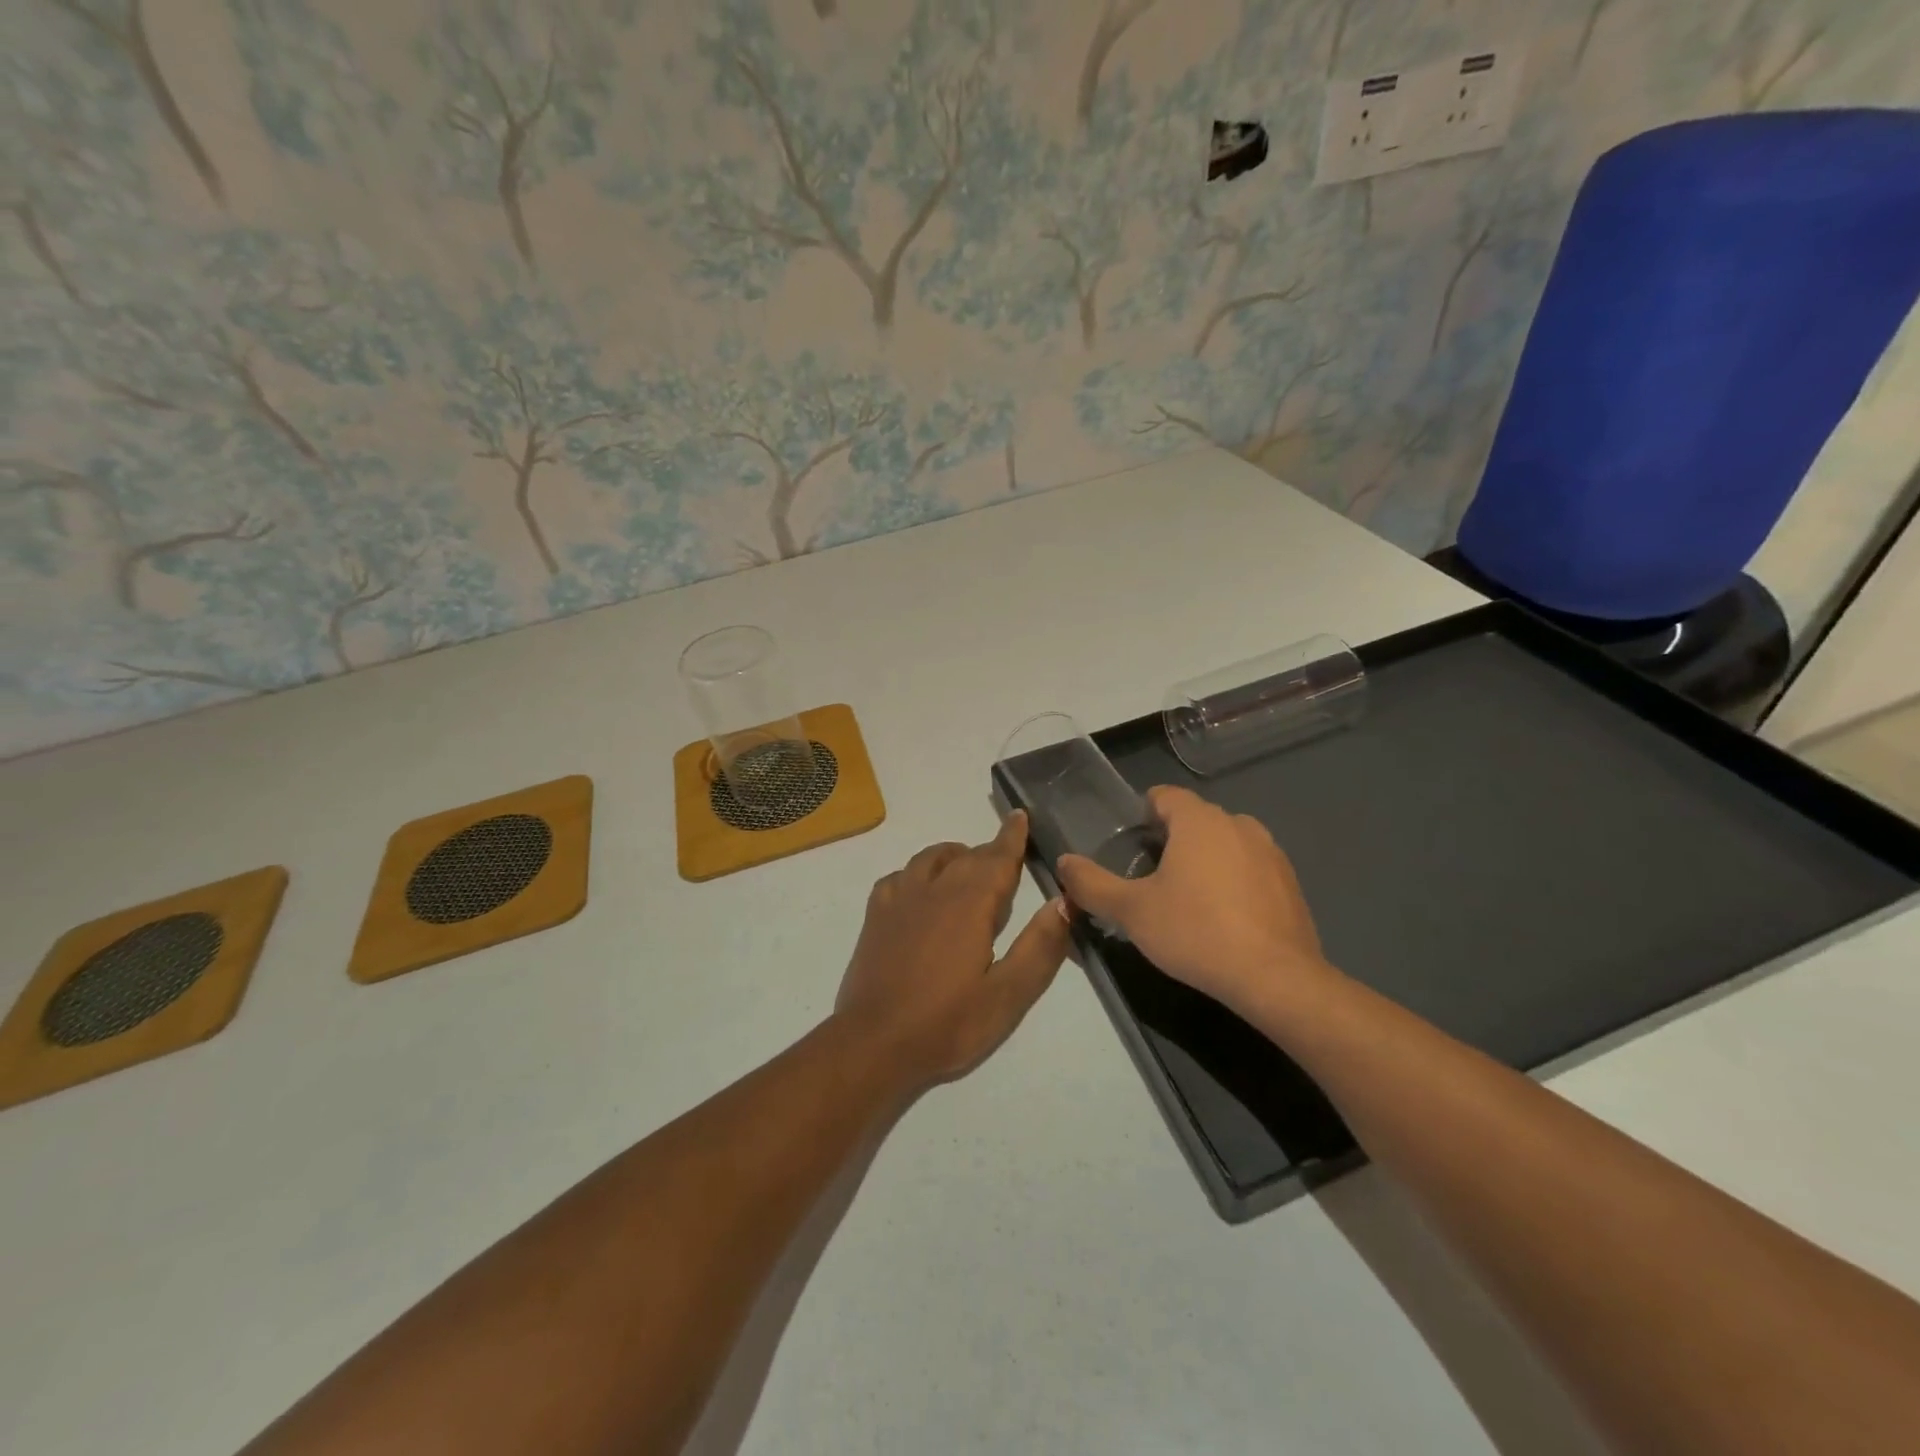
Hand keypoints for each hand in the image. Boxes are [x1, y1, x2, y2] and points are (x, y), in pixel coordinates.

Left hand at [833, 811, 1070, 1093]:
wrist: (874, 1044)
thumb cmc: (947, 1023)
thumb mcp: (1008, 995)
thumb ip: (1039, 947)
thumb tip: (1063, 902)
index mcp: (969, 904)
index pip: (997, 858)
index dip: (1012, 837)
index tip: (1020, 816)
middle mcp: (934, 889)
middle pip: (967, 856)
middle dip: (989, 852)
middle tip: (1007, 860)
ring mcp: (899, 899)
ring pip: (930, 859)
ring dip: (954, 857)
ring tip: (967, 871)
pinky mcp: (875, 916)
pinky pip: (899, 876)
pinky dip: (917, 873)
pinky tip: (921, 892)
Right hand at [1055, 786, 1335, 1016]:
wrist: (1275, 979)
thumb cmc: (1196, 933)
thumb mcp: (1132, 911)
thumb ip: (1092, 884)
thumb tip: (1064, 863)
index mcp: (1199, 820)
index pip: (1164, 796)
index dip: (1142, 814)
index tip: (1129, 846)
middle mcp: (1238, 824)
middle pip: (1194, 819)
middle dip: (1171, 840)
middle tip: (1149, 879)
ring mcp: (1270, 852)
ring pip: (1224, 844)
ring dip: (1204, 860)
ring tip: (1186, 900)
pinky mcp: (1290, 883)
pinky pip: (1250, 869)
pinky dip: (1233, 882)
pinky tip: (1223, 919)